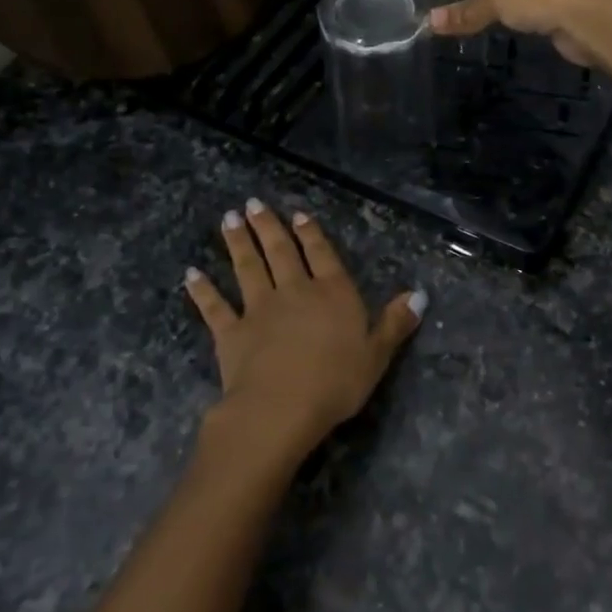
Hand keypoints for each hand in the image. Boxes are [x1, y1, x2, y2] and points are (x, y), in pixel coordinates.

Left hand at [184, 199, 422, 459]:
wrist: (281, 407)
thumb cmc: (336, 382)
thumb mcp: (377, 355)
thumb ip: (395, 323)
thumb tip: (420, 295)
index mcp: (332, 293)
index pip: (322, 255)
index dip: (311, 234)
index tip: (298, 215)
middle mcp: (294, 291)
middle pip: (280, 252)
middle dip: (268, 226)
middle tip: (253, 204)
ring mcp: (259, 309)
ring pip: (247, 268)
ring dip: (238, 243)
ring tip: (229, 219)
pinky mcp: (231, 333)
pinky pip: (215, 307)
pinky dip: (203, 290)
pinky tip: (192, 274)